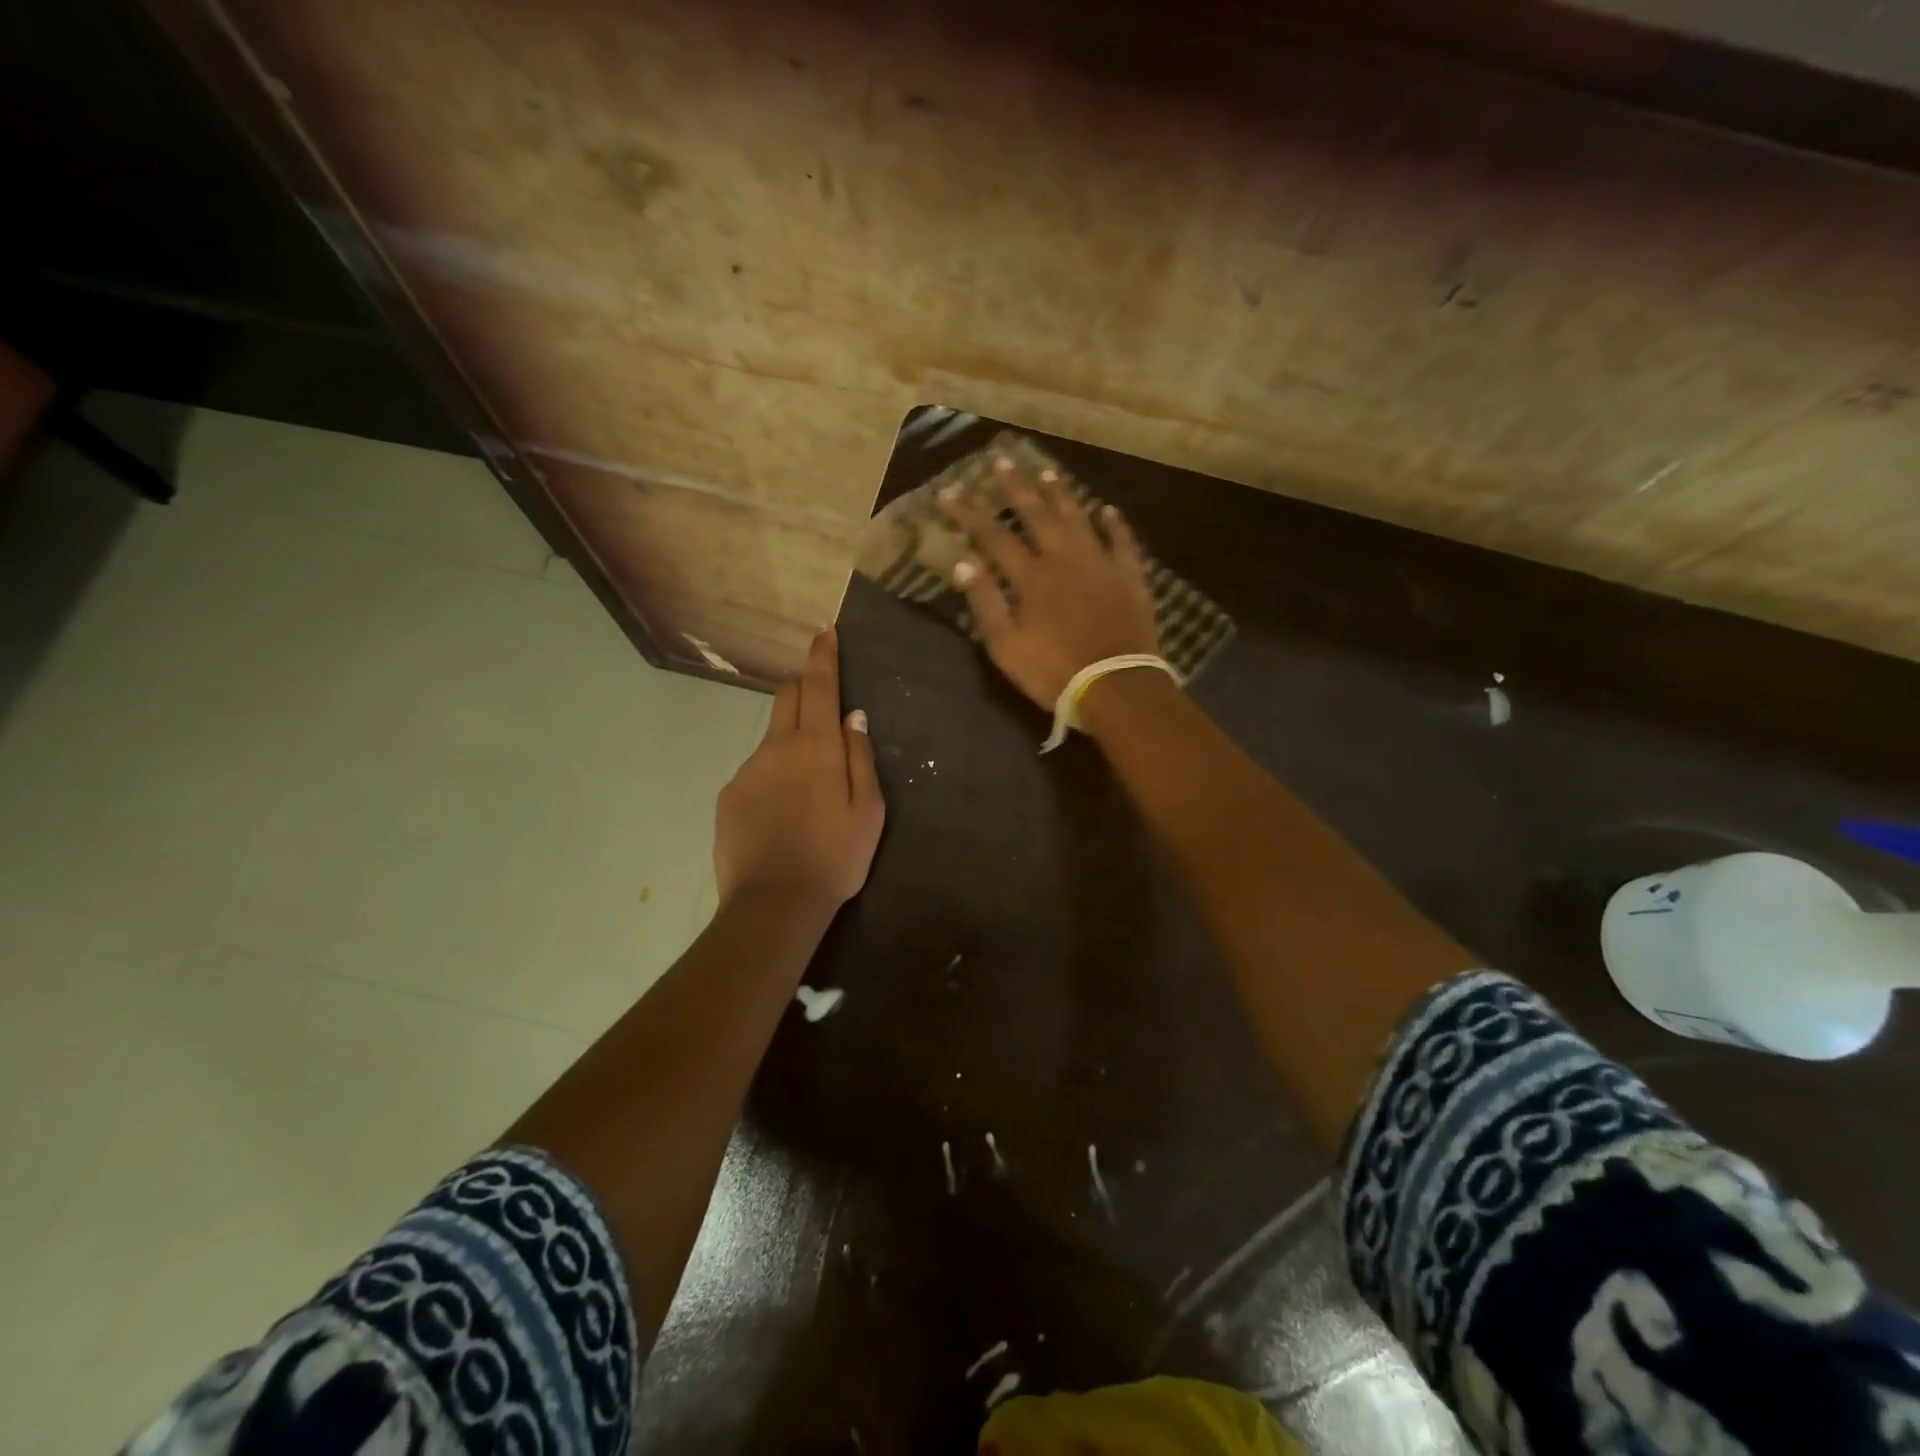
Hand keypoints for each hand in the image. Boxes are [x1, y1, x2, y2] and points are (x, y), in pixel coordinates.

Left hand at [714, 628, 884, 908]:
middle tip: (821, 702)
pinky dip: (772, 776)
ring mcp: (747, 770)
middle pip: (787, 698)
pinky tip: (782, 812)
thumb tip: (853, 716)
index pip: (818, 685)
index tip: (823, 632)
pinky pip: (755, 771)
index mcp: (816, 746)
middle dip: (803, 687)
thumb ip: (861, 758)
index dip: (822, 656)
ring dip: (790, 740)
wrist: (774, 904)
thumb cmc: (835, 857)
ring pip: (771, 737)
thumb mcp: (869, 810)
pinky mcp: (729, 795)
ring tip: (806, 786)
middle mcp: (777, 747)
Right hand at [939, 455, 1160, 709]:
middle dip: (1016, 487)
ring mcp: (1101, 564)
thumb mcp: (1007, 646)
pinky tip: (1108, 510)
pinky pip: (1123, 542)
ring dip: (1061, 495)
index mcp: (1031, 577)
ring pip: (1078, 518)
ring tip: (1046, 473)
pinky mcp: (1130, 577)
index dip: (970, 513)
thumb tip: (964, 563)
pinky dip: (1115, 524)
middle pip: (1037, 514)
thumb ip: (986, 602)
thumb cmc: (1054, 672)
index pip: (993, 536)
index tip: (950, 492)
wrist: (1117, 688)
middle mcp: (1065, 558)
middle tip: (1002, 460)